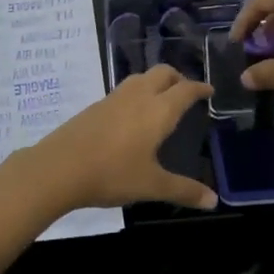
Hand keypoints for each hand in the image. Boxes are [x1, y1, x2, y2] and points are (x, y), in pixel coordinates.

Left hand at [28, 65, 217, 211]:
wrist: (59, 167)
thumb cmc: (112, 174)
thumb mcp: (151, 185)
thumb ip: (184, 190)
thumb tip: (214, 200)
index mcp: (158, 110)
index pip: (185, 89)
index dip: (200, 88)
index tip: (209, 90)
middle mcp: (138, 96)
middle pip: (163, 73)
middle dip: (178, 77)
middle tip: (186, 92)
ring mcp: (114, 98)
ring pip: (141, 78)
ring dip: (156, 82)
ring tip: (161, 100)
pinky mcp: (95, 106)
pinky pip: (124, 90)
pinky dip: (137, 93)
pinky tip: (132, 115)